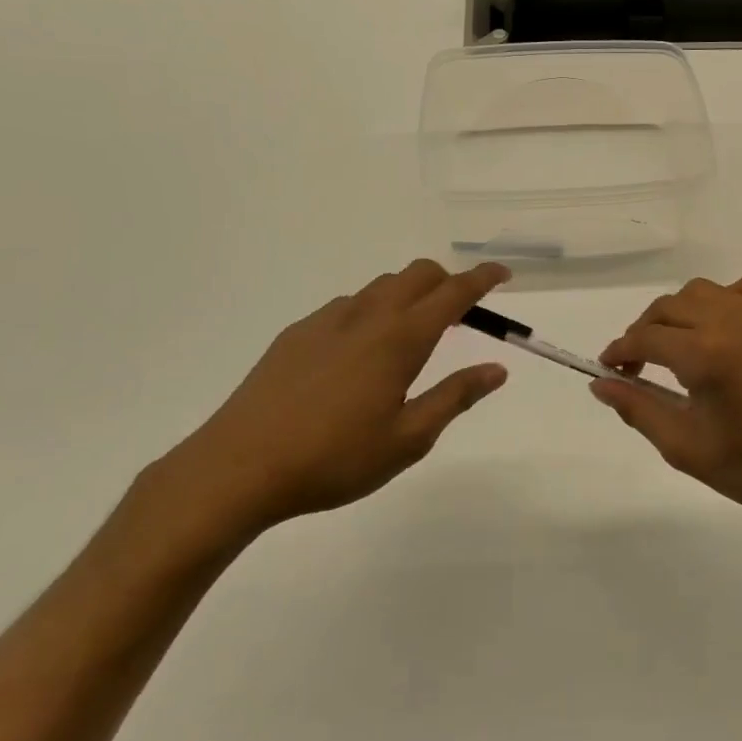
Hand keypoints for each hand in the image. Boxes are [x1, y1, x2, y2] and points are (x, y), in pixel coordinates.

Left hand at [151, 260, 511, 546]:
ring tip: (411, 335)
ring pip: (381, 286)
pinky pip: (347, 305)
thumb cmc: (334, 458)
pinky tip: (359, 353)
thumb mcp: (408, 439)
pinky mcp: (297, 333)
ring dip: (408, 295)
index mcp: (400, 339)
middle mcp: (367, 316)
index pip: (453, 293)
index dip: (482, 278)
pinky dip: (371, 311)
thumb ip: (455, 396)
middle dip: (447, 280)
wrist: (239, 466)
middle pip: (417, 274)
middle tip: (461, 313)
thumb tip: (497, 369)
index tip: (502, 274)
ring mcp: (327, 320)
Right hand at [593, 275, 741, 529]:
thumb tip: (600, 383)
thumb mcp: (686, 447)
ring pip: (705, 291)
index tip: (611, 366)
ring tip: (682, 346)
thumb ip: (637, 408)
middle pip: (671, 306)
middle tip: (640, 362)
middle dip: (646, 330)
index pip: (646, 336)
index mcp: (708, 354)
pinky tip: (725, 333)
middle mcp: (737, 320)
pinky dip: (725, 303)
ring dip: (683, 313)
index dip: (621, 349)